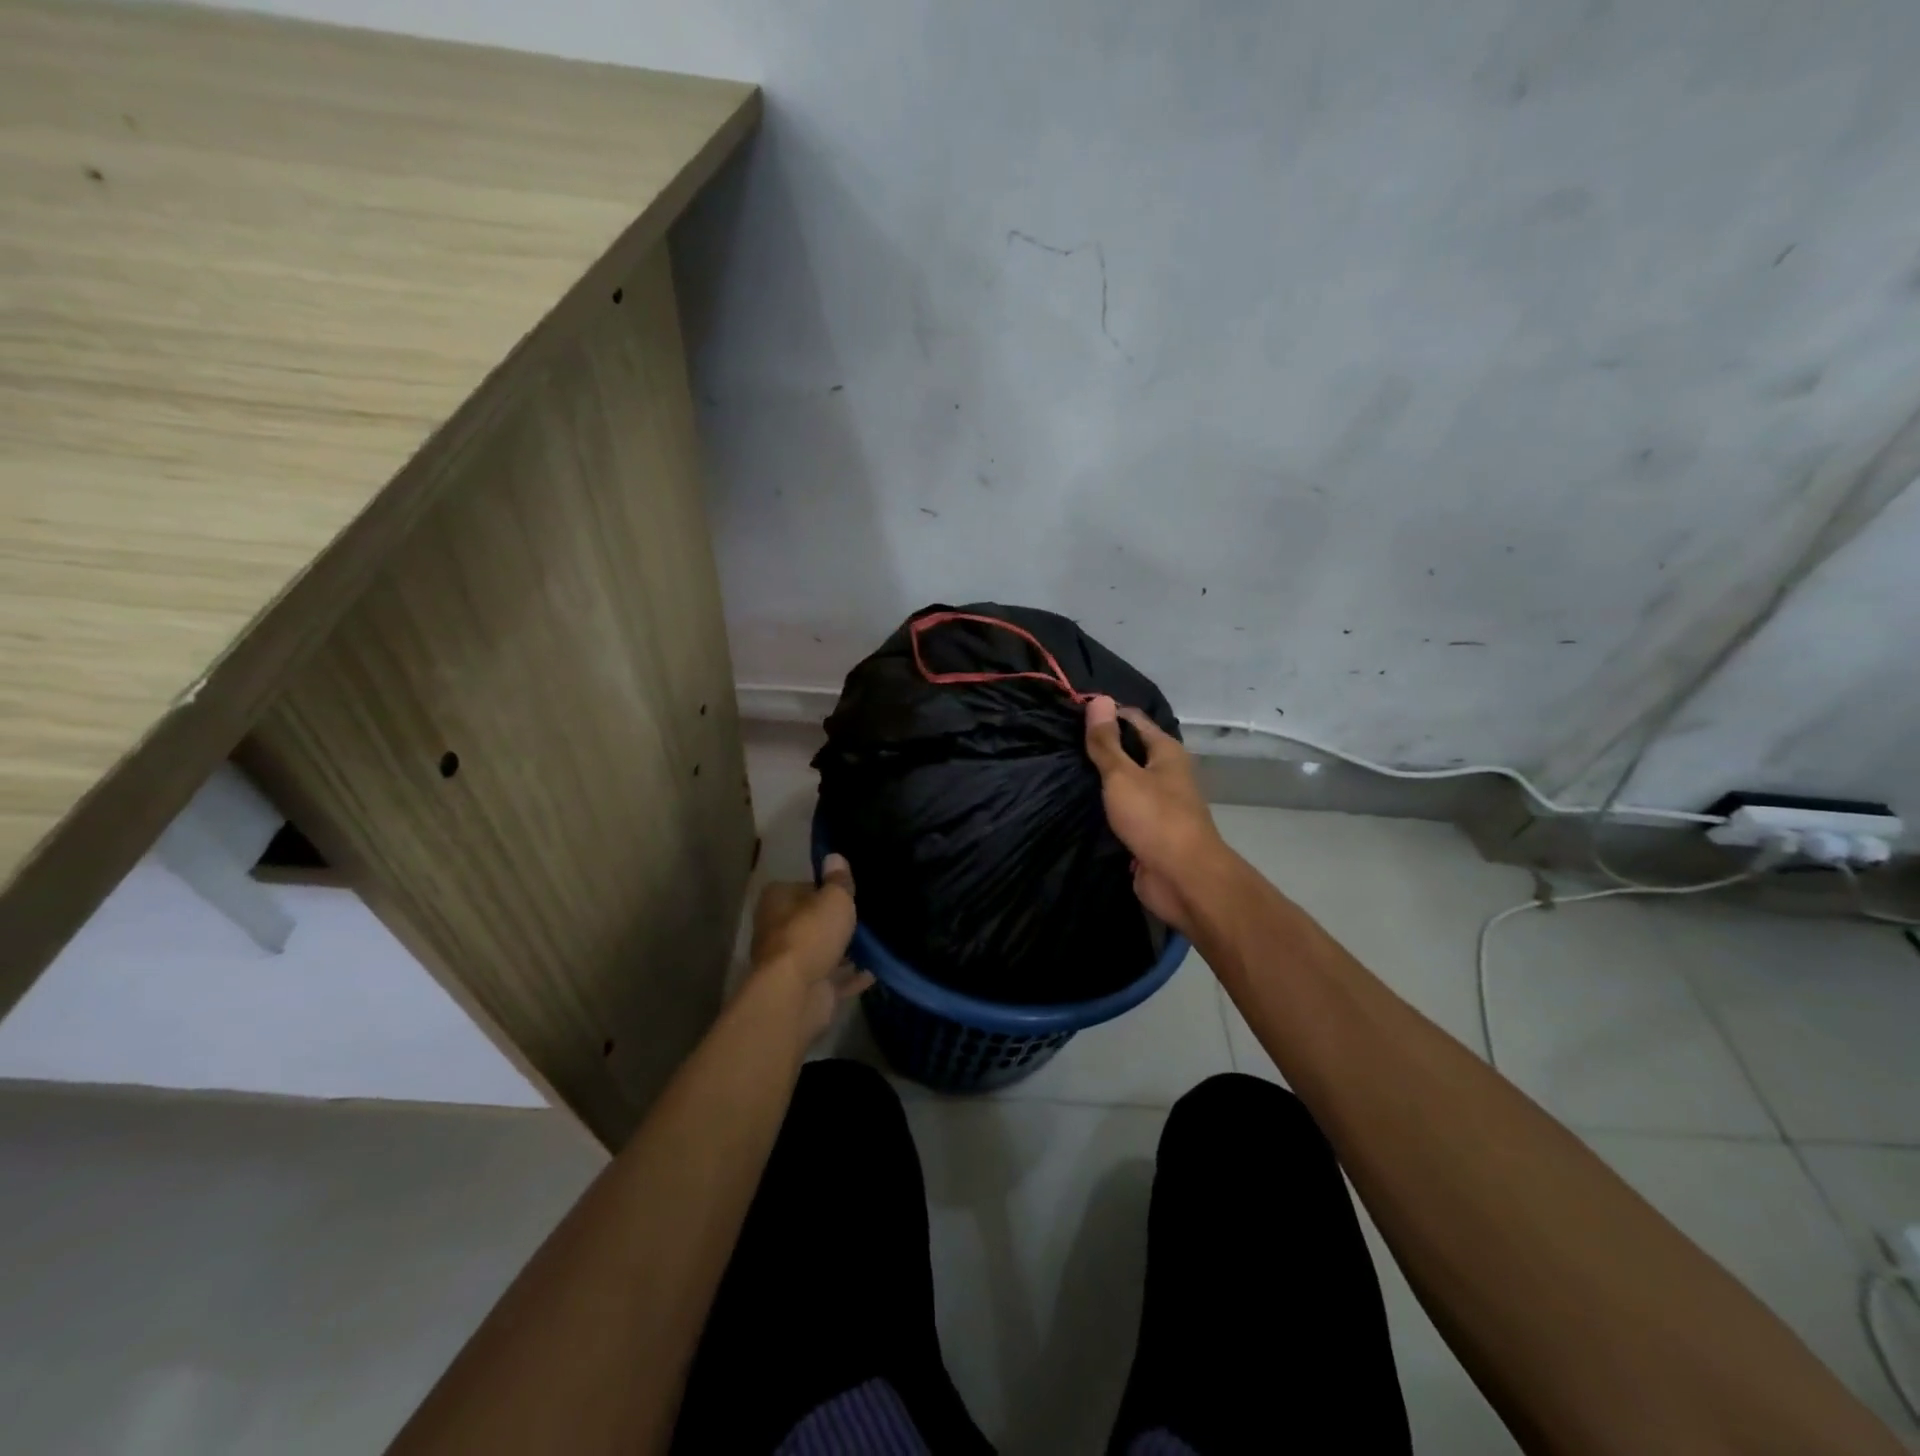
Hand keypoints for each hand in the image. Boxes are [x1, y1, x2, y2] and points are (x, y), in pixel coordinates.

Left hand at [742, 854, 870, 1042]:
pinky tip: (874, 971)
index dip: (826, 890)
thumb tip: (834, 856)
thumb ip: (838, 879)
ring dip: (845, 951)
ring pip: (823, 951)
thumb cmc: (811, 933)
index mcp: (778, 901)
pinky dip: (851, 976)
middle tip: (866, 916)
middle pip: (812, 921)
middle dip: (835, 923)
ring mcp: (791, 963)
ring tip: (876, 943)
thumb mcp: (834, 898)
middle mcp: (778, 930)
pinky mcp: (806, 990)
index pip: (804, 888)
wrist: (796, 993)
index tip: (850, 893)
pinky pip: (834, 979)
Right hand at [1083, 696, 1227, 935]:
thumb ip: (1106, 742)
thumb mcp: (1122, 776)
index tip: (1069, 715)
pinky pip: (1123, 811)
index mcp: (1166, 752)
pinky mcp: (1148, 831)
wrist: (1183, 879)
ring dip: (1100, 780)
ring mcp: (1158, 804)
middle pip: (1130, 751)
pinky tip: (1079, 805)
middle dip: (1100, 747)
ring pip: (1125, 783)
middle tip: (1059, 743)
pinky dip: (1105, 807)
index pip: (1133, 720)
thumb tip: (1099, 699)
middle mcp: (1166, 773)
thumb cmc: (1155, 818)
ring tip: (1062, 770)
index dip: (1105, 714)